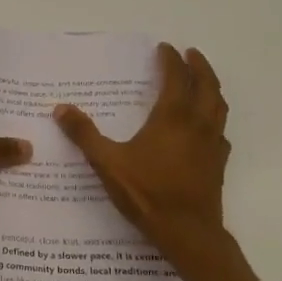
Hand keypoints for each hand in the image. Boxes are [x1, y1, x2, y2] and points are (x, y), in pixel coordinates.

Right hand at [54, 44, 229, 258]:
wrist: (187, 232)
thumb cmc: (147, 193)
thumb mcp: (107, 162)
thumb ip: (84, 134)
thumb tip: (61, 108)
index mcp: (173, 117)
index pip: (176, 78)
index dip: (170, 60)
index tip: (164, 48)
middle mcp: (198, 124)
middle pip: (206, 86)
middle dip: (199, 66)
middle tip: (190, 54)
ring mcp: (212, 144)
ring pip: (219, 106)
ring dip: (211, 88)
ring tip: (202, 81)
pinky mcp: (218, 164)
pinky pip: (221, 131)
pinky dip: (215, 118)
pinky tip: (206, 127)